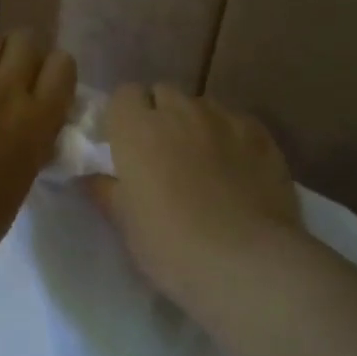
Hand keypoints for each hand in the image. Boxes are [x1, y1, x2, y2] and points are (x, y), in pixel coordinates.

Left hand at [0, 27, 76, 260]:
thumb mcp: (23, 178)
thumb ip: (28, 143)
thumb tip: (23, 129)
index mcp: (38, 119)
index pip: (62, 64)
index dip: (49, 70)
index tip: (39, 84)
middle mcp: (5, 91)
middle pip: (25, 40)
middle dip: (18, 54)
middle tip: (4, 77)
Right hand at [88, 85, 301, 309]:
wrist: (245, 262)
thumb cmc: (171, 245)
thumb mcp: (125, 223)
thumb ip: (106, 189)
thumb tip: (95, 176)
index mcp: (137, 129)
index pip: (124, 94)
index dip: (123, 115)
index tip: (125, 143)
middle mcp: (180, 111)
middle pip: (164, 93)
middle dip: (159, 114)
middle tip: (161, 153)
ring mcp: (224, 119)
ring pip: (202, 106)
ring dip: (195, 124)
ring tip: (203, 161)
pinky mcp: (261, 135)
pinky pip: (237, 123)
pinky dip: (231, 137)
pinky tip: (238, 170)